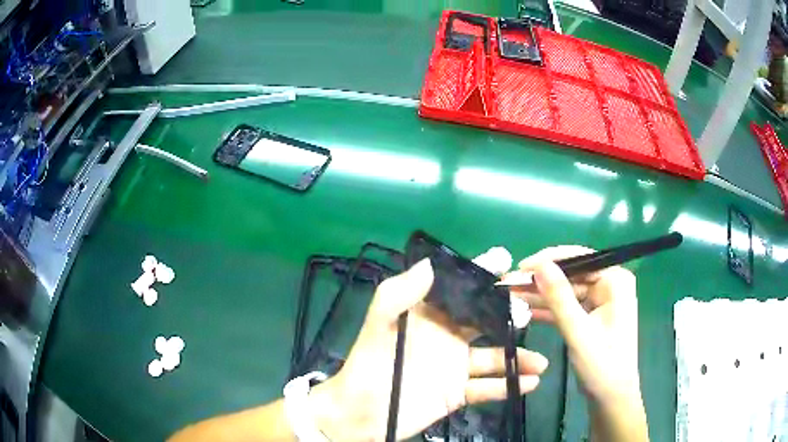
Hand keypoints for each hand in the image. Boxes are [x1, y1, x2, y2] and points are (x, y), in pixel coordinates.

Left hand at [311, 258, 548, 440]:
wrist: (361, 413)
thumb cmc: (369, 367)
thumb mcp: (378, 326)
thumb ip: (398, 294)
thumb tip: (430, 263)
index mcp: (428, 317)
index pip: (459, 289)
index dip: (480, 274)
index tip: (505, 260)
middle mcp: (447, 337)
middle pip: (485, 320)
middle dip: (509, 314)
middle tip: (528, 312)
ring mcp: (455, 367)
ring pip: (493, 357)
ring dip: (517, 358)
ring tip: (539, 361)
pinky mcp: (457, 393)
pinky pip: (487, 388)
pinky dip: (508, 385)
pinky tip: (530, 383)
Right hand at [506, 246, 647, 441]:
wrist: (610, 397)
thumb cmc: (601, 364)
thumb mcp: (578, 330)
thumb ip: (559, 297)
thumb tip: (539, 264)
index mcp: (615, 281)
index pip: (580, 259)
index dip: (548, 260)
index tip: (519, 267)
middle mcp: (610, 284)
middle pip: (571, 274)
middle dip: (541, 281)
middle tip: (509, 284)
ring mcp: (601, 301)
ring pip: (566, 291)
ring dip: (541, 295)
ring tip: (510, 296)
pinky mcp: (592, 316)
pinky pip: (568, 306)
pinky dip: (549, 310)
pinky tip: (525, 310)